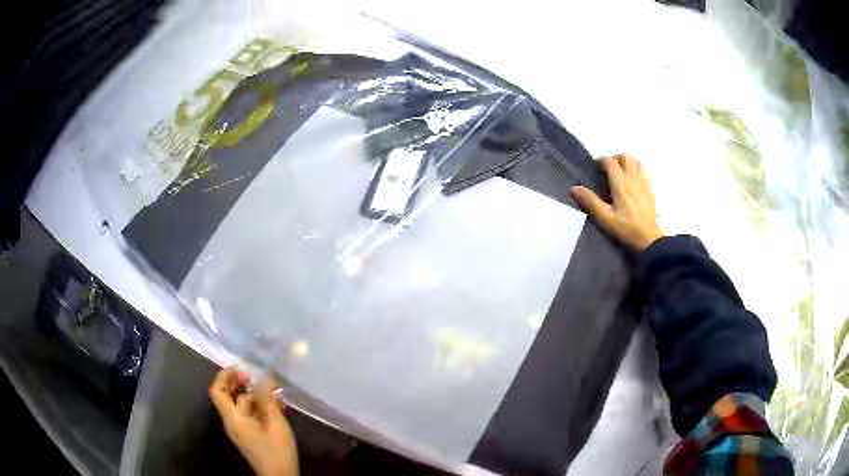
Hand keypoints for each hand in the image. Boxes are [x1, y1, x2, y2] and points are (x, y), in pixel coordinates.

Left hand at [210, 367, 298, 475]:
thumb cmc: (276, 452)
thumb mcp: (276, 425)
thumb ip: (268, 402)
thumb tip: (264, 380)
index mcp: (233, 419)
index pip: (217, 392)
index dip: (224, 376)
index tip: (239, 367)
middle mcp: (232, 422)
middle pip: (228, 397)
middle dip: (240, 383)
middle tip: (256, 374)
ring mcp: (240, 429)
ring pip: (241, 405)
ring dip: (253, 395)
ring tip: (272, 389)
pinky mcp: (249, 435)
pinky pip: (249, 415)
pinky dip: (258, 406)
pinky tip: (274, 404)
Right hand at [570, 154, 664, 250]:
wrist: (650, 238)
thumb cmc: (626, 228)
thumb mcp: (605, 218)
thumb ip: (591, 201)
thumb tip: (574, 188)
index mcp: (620, 183)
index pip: (610, 161)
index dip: (602, 160)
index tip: (596, 167)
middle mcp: (633, 178)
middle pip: (626, 156)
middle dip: (616, 158)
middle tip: (609, 169)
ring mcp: (644, 182)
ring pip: (636, 162)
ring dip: (627, 163)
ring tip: (621, 173)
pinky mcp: (650, 189)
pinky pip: (643, 171)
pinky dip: (636, 170)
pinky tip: (633, 182)